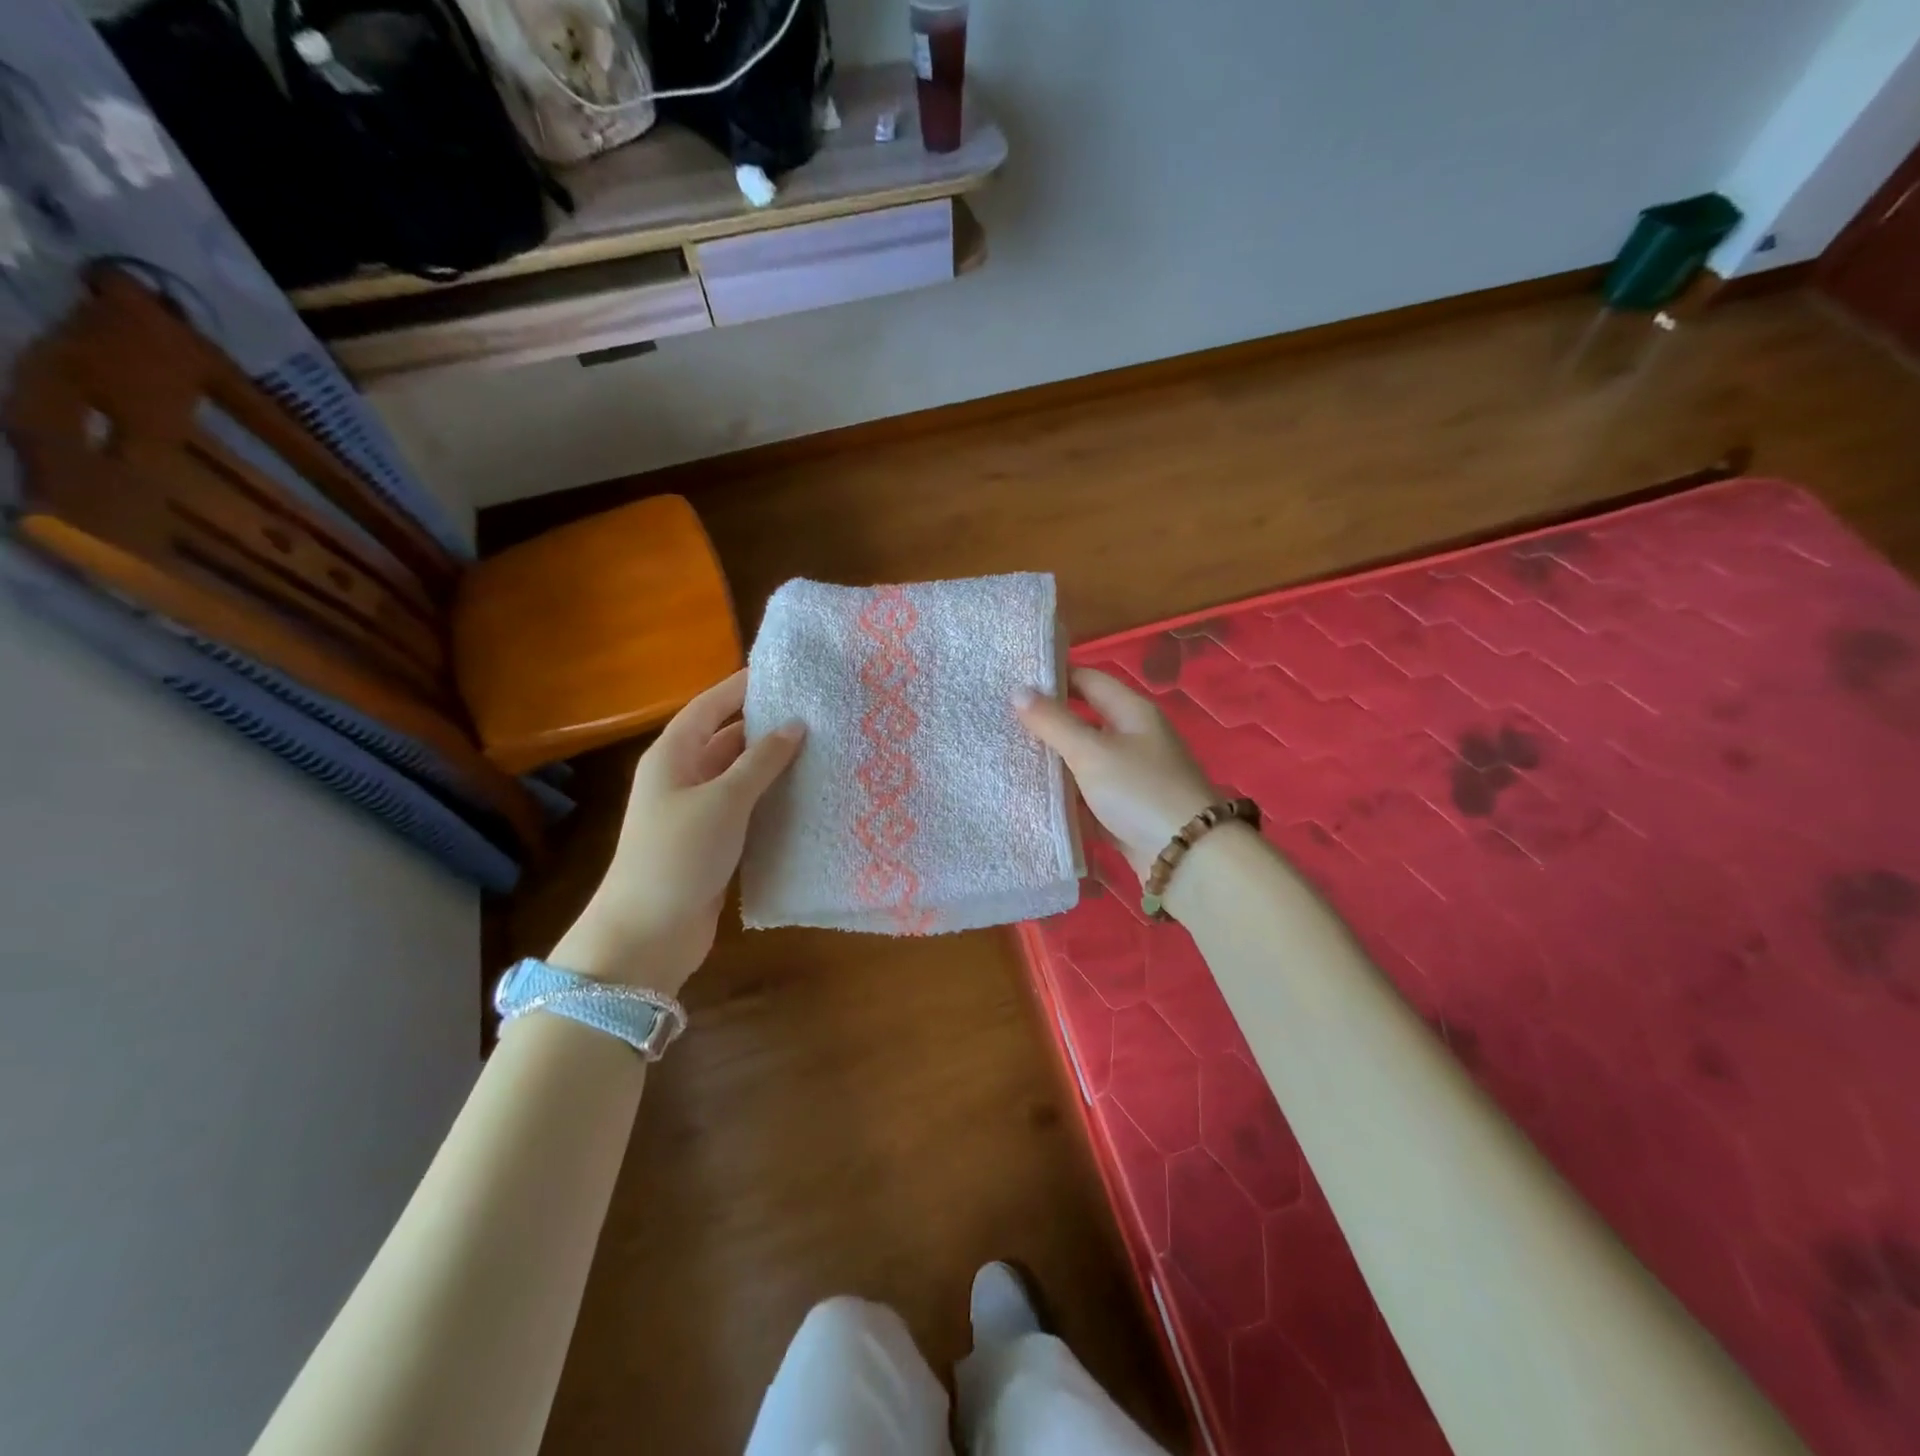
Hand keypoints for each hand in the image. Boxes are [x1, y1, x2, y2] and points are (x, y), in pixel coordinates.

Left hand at [549, 669, 802, 995]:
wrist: (648, 933)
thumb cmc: (679, 853)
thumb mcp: (724, 800)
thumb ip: (761, 760)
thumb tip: (795, 724)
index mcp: (673, 756)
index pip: (709, 707)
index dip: (740, 687)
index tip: (783, 673)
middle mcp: (682, 777)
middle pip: (726, 739)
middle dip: (765, 726)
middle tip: (815, 713)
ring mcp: (696, 812)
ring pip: (739, 775)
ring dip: (772, 765)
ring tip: (820, 748)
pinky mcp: (712, 843)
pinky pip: (746, 808)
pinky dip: (770, 799)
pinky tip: (805, 796)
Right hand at [1016, 667, 1216, 879]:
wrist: (1186, 857)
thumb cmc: (1139, 791)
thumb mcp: (1091, 752)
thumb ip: (1053, 722)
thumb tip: (1018, 690)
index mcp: (1132, 712)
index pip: (1088, 680)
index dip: (1053, 677)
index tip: (1012, 681)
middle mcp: (1133, 739)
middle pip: (1083, 721)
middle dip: (1046, 722)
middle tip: (1001, 721)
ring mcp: (1130, 777)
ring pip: (1082, 761)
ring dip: (1052, 762)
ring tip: (1006, 756)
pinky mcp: (1124, 811)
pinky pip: (1086, 796)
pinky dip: (1063, 796)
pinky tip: (1030, 797)